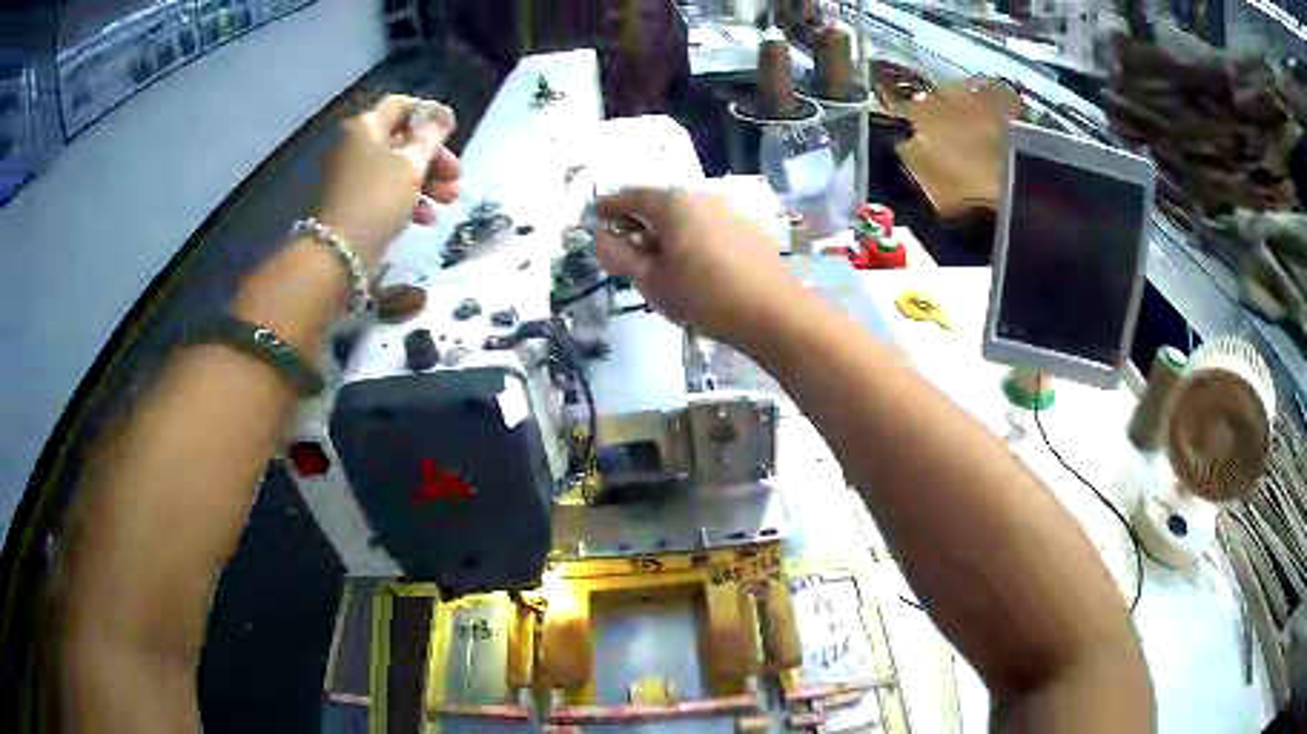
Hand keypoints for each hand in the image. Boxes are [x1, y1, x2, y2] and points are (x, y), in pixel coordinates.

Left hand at [315, 94, 460, 264]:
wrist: (338, 254)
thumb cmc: (377, 199)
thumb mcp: (412, 163)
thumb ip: (431, 136)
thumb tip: (442, 114)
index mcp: (366, 127)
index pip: (401, 105)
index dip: (429, 114)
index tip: (452, 131)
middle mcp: (356, 146)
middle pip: (402, 140)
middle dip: (434, 157)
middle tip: (456, 176)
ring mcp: (352, 176)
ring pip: (396, 169)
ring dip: (427, 182)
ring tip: (450, 201)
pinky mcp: (353, 204)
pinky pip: (385, 193)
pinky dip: (407, 200)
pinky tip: (426, 219)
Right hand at [595, 187, 805, 346]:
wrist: (773, 312)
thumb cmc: (703, 296)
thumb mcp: (651, 280)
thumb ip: (620, 255)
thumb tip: (600, 236)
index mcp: (672, 203)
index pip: (630, 197)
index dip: (608, 207)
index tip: (594, 216)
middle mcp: (701, 197)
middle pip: (659, 202)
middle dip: (637, 218)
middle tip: (621, 239)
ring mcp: (728, 211)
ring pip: (685, 214)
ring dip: (664, 228)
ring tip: (654, 255)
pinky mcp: (747, 230)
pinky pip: (706, 225)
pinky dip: (688, 235)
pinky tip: (690, 260)